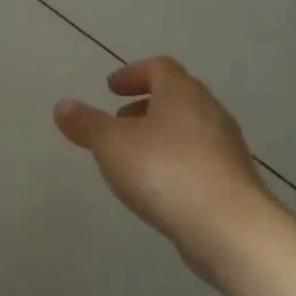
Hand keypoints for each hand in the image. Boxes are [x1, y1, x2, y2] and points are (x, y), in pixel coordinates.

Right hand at [55, 57, 282, 284]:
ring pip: (188, 129)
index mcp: (181, 93)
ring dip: (160, 135)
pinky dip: (175, 162)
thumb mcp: (111, 144)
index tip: (111, 89)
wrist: (229, 228)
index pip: (159, 68)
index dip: (133, 74)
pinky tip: (158, 187)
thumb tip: (63, 106)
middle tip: (118, 122)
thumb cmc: (165, 171)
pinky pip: (198, 159)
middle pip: (176, 97)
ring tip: (132, 158)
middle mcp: (209, 112)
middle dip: (145, 106)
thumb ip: (86, 124)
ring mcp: (226, 148)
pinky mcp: (233, 181)